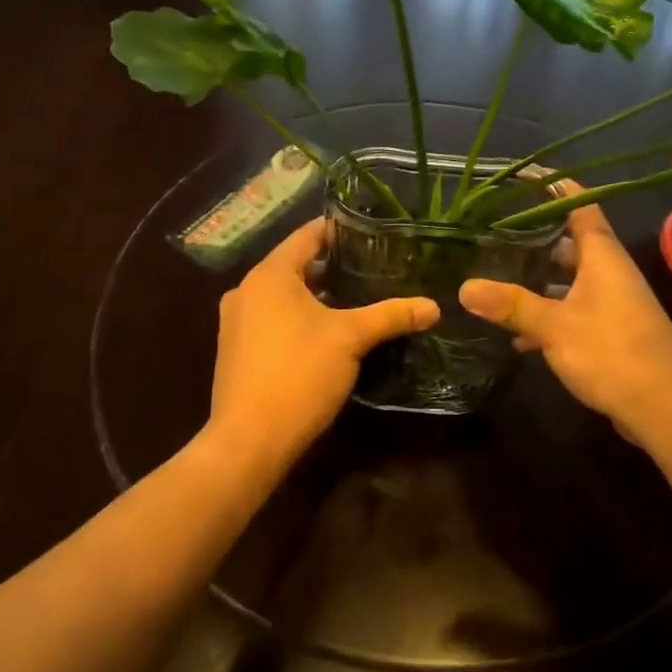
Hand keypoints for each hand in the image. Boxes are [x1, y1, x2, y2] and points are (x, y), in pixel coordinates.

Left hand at [211, 218, 438, 462]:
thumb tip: (434, 306)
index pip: (307, 236)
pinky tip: (328, 334)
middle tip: (374, 268)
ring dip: (317, 296)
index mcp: (269, 275)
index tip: (371, 231)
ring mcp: (237, 322)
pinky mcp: (237, 351)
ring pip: (284, 297)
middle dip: (334, 267)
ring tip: (358, 300)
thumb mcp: (351, 339)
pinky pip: (273, 320)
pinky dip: (299, 318)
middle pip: (296, 266)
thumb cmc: (299, 373)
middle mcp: (247, 290)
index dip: (339, 230)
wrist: (249, 440)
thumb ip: (391, 316)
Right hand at [458, 204, 671, 446]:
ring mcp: (612, 303)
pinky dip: (548, 316)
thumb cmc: (613, 352)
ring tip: (496, 277)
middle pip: (570, 242)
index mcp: (602, 256)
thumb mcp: (555, 326)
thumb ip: (512, 305)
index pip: (579, 205)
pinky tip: (517, 336)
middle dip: (535, 236)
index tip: (522, 176)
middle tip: (493, 231)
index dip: (554, 187)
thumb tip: (464, 287)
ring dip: (538, 279)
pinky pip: (572, 311)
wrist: (667, 408)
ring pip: (569, 279)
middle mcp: (609, 272)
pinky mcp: (610, 332)